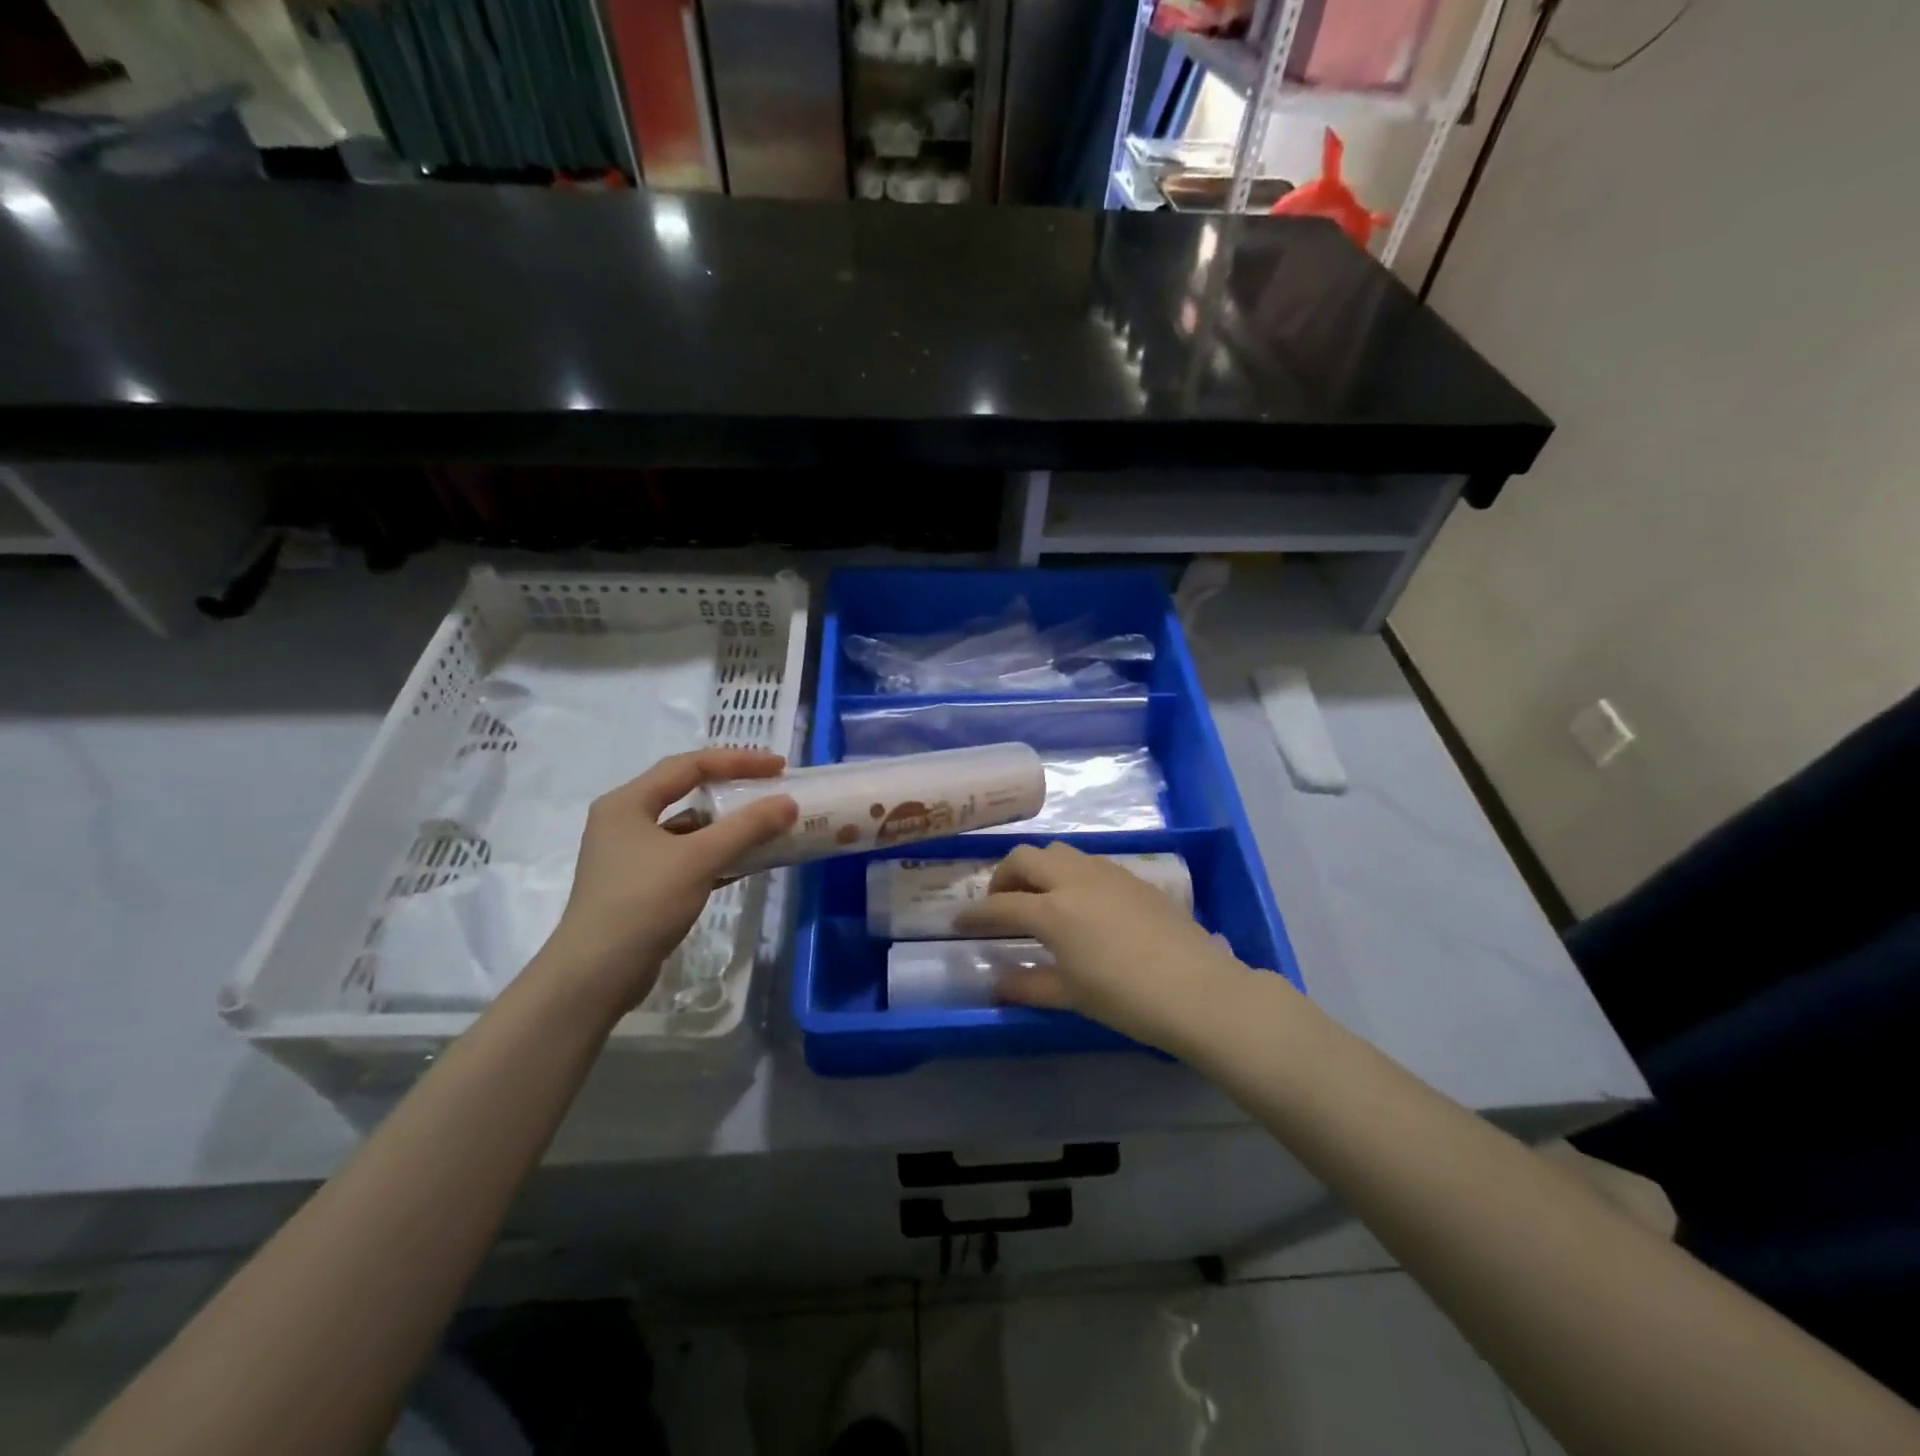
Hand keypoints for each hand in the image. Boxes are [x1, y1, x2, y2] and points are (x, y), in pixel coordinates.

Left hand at [538, 749, 797, 1012]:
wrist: (596, 975)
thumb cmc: (642, 903)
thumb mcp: (698, 858)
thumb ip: (746, 827)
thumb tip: (788, 802)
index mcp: (627, 803)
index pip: (689, 766)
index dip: (737, 760)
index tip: (777, 766)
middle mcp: (626, 821)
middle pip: (687, 792)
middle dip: (733, 789)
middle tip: (772, 788)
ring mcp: (632, 855)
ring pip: (689, 828)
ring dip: (728, 825)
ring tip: (768, 824)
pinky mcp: (643, 885)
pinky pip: (688, 857)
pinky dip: (718, 855)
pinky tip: (749, 861)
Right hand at [955, 842, 1261, 1052]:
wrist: (1197, 989)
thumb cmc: (1126, 998)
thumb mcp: (1071, 996)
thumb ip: (1029, 985)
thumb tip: (997, 983)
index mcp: (1053, 910)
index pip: (1000, 905)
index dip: (975, 914)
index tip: (959, 922)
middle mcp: (1074, 880)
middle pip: (1025, 858)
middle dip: (1004, 876)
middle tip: (1001, 902)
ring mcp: (1107, 873)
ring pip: (1059, 851)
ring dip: (1039, 868)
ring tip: (1040, 897)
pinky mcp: (1133, 877)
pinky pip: (1089, 861)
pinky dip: (1070, 872)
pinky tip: (1081, 901)